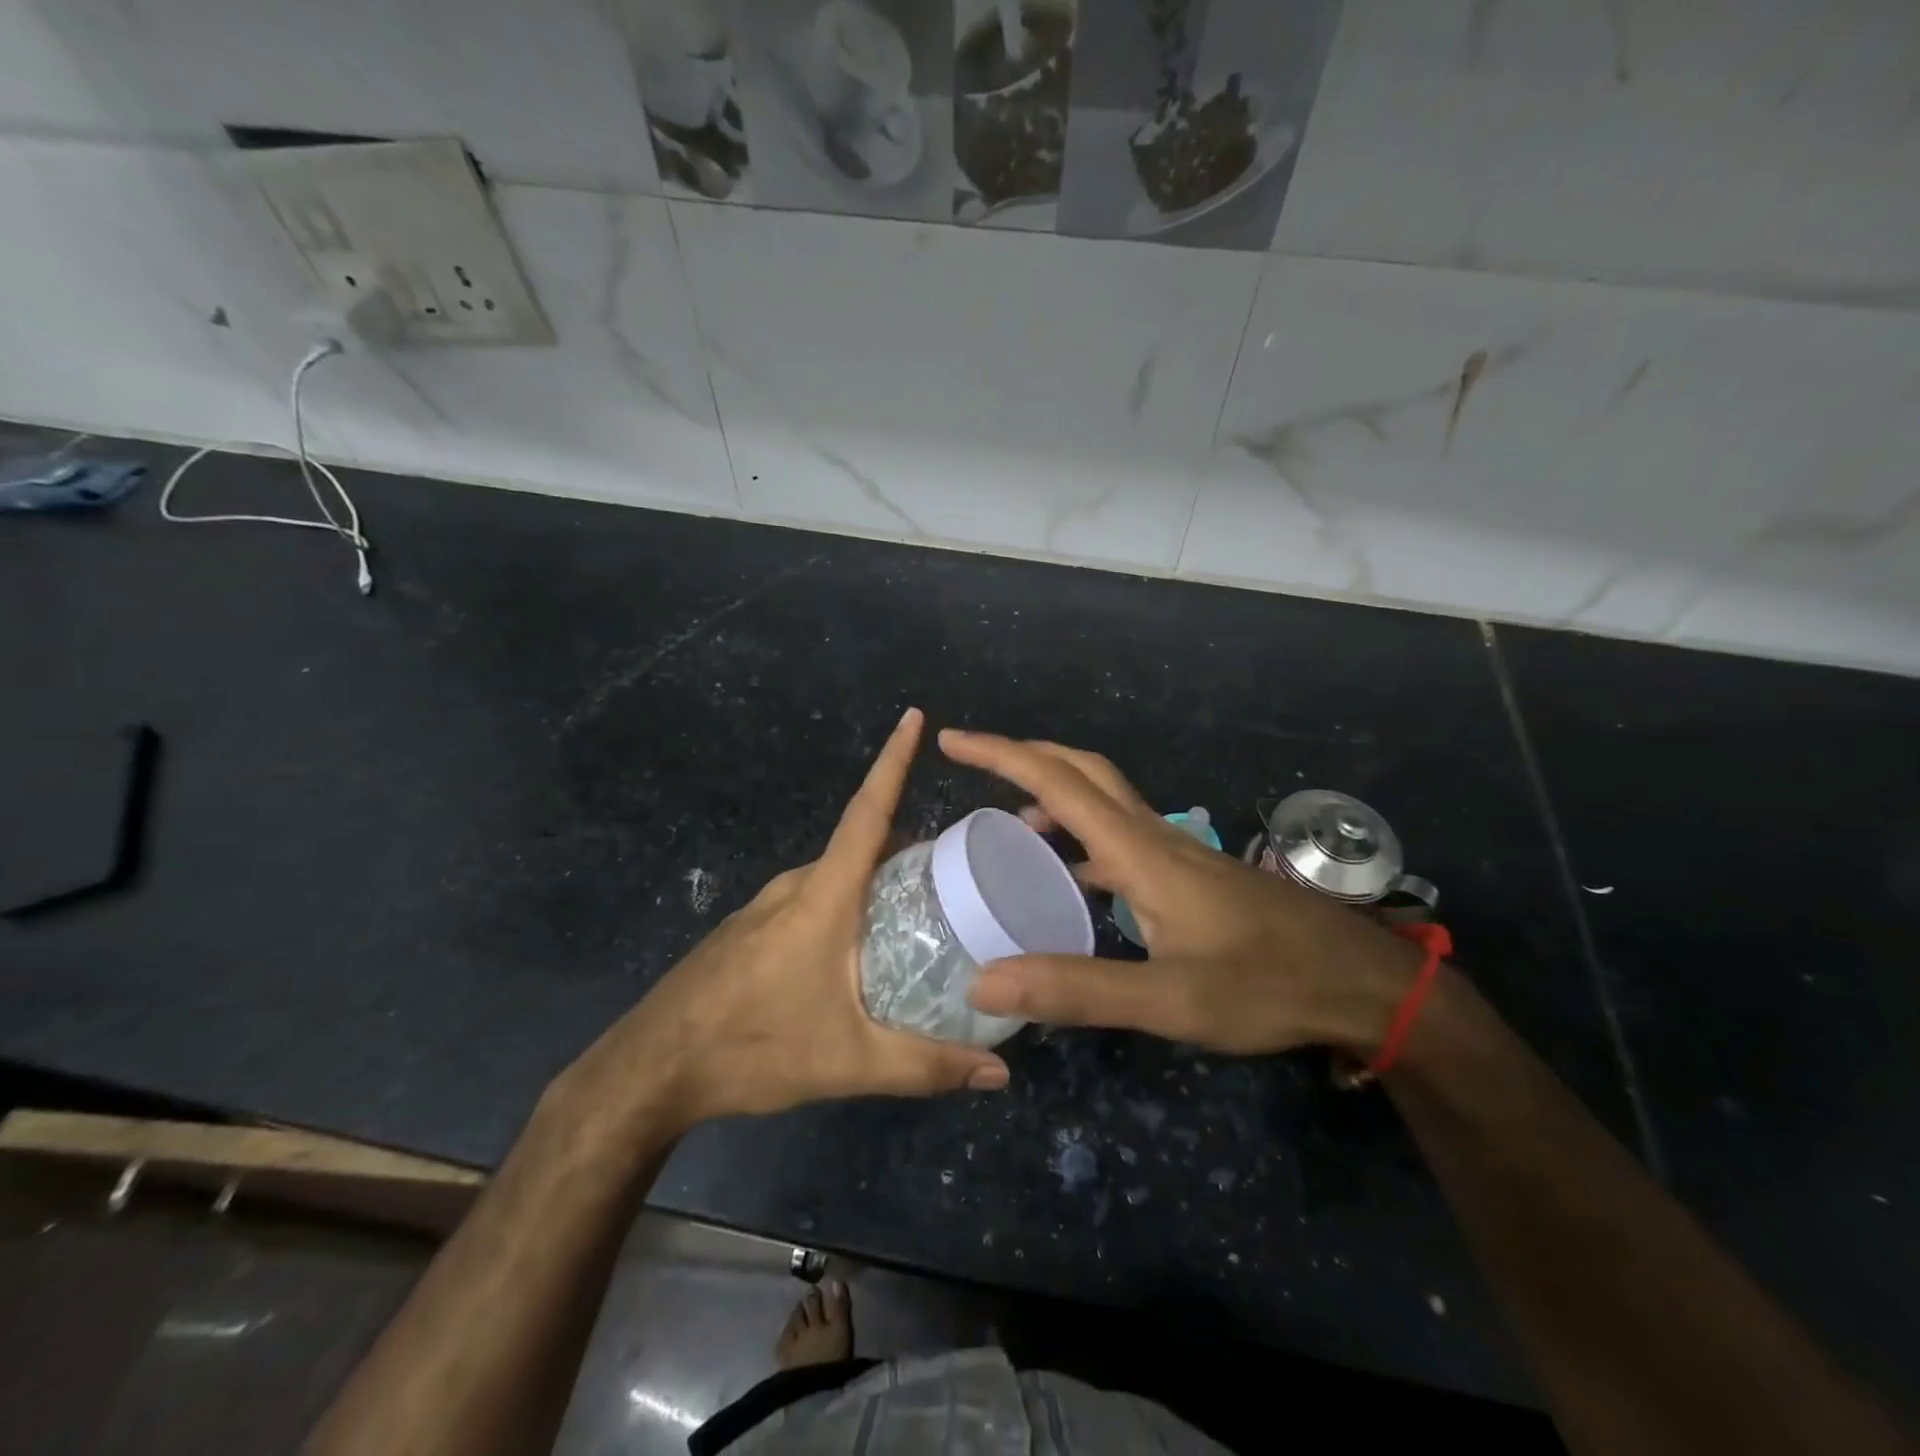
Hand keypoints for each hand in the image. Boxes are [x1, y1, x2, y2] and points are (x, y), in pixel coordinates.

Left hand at [565, 710, 1009, 1132]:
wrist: (651, 1070)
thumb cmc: (752, 1050)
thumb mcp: (849, 1062)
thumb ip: (927, 1065)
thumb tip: (1000, 1075)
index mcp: (822, 896)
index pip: (867, 812)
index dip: (893, 761)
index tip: (913, 716)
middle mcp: (794, 886)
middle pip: (860, 845)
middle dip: (909, 845)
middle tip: (962, 868)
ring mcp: (766, 905)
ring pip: (836, 875)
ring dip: (877, 880)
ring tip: (924, 908)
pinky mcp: (750, 928)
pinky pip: (812, 897)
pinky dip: (847, 902)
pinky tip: (862, 945)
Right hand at [938, 730, 1422, 1055]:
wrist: (1359, 984)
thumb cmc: (1266, 985)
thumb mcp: (1168, 999)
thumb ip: (1077, 989)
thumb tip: (982, 982)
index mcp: (1139, 851)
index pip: (1058, 781)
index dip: (1000, 754)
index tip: (952, 740)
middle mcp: (1153, 836)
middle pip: (1080, 771)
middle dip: (1023, 756)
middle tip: (972, 764)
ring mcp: (1174, 852)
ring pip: (1101, 800)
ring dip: (1050, 794)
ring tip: (1007, 824)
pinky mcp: (1186, 875)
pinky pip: (1117, 836)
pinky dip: (1078, 837)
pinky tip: (1069, 876)